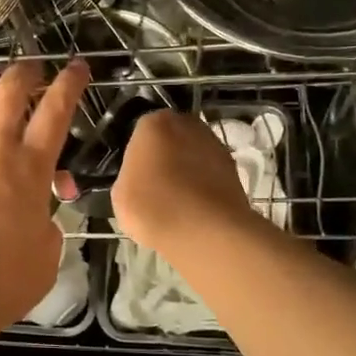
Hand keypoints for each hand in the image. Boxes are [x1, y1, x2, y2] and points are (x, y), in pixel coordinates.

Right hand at [113, 109, 253, 258]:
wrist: (208, 232)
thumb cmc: (155, 207)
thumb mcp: (120, 195)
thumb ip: (128, 176)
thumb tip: (139, 179)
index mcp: (154, 123)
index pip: (140, 133)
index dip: (137, 156)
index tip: (135, 177)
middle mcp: (188, 124)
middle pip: (170, 139)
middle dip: (164, 157)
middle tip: (155, 187)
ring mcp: (216, 145)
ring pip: (193, 155)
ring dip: (186, 171)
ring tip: (177, 202)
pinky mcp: (235, 169)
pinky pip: (210, 174)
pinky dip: (203, 186)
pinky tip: (195, 209)